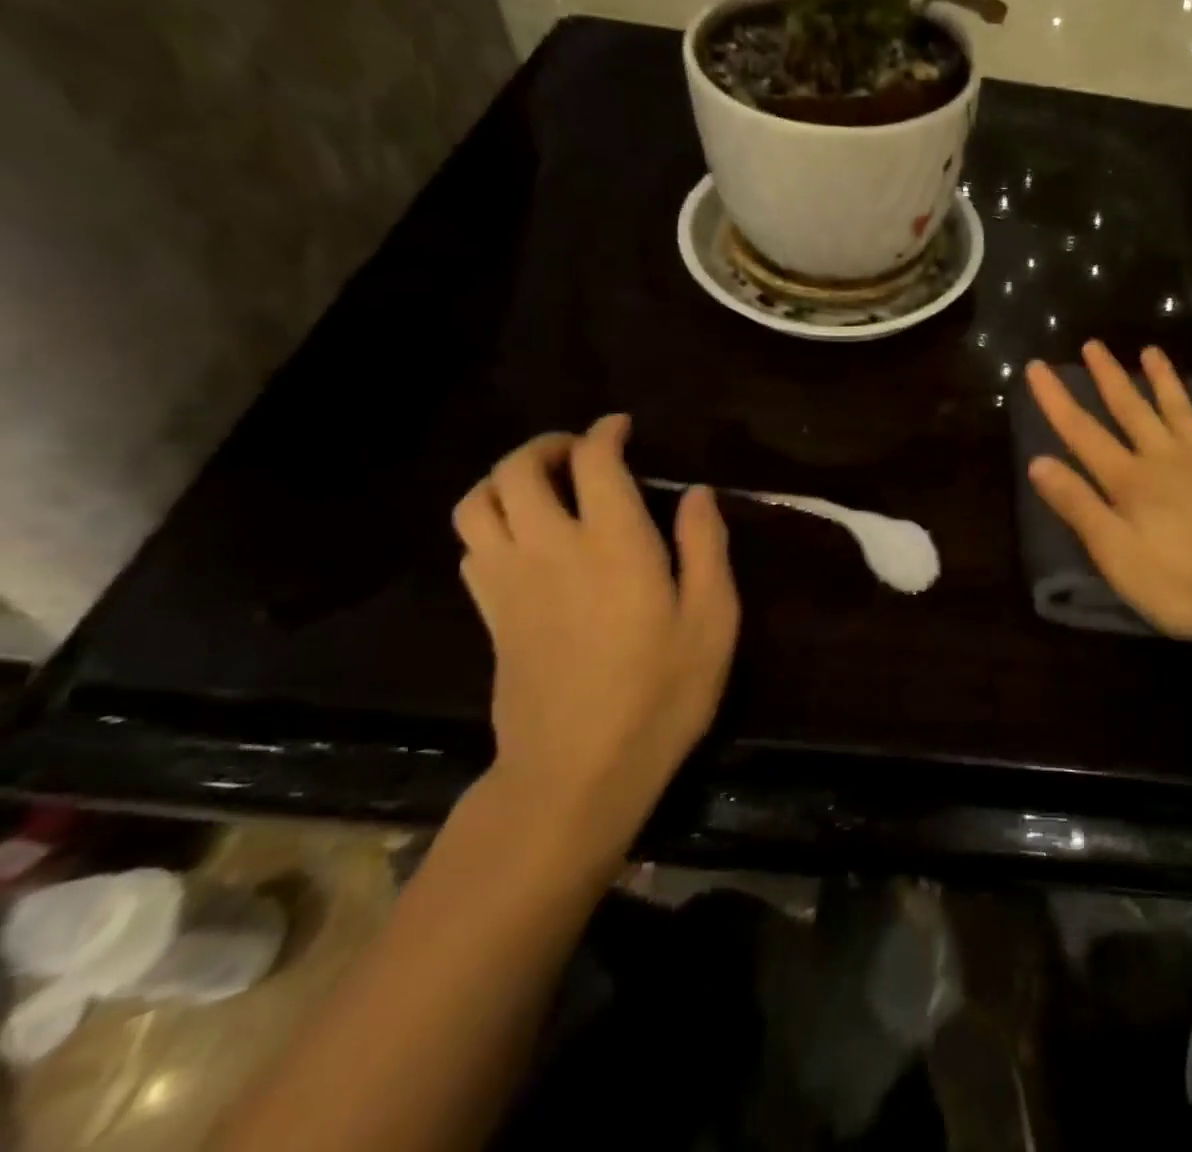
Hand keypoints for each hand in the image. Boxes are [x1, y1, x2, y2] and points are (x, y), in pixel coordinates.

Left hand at [452, 415, 739, 854]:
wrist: (576, 771)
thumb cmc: (660, 694)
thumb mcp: (713, 620)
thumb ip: (705, 547)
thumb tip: (697, 493)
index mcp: (613, 543)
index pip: (594, 461)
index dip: (606, 433)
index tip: (622, 428)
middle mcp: (552, 547)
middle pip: (519, 469)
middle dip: (548, 445)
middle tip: (580, 451)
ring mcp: (510, 581)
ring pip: (479, 502)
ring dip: (506, 478)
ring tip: (542, 485)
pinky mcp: (490, 614)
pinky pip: (471, 545)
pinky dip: (491, 521)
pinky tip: (523, 536)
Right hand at [1026, 342, 1191, 643]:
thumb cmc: (1180, 583)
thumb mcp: (1115, 553)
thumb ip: (1078, 506)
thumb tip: (1038, 461)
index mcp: (1130, 481)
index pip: (1082, 433)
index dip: (1056, 400)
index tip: (1037, 366)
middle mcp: (1166, 458)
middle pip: (1131, 410)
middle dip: (1109, 377)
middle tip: (1093, 344)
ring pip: (1180, 410)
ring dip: (1163, 380)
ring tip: (1150, 350)